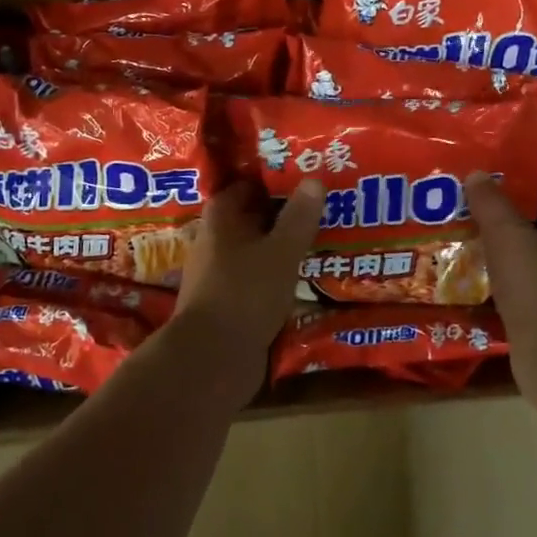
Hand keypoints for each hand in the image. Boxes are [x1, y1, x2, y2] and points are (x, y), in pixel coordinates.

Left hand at [165, 180, 324, 406]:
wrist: (213, 359)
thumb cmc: (245, 292)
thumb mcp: (281, 251)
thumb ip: (299, 217)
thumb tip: (314, 178)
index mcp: (220, 219)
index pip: (246, 187)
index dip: (273, 180)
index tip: (305, 178)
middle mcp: (214, 242)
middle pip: (252, 219)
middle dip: (283, 215)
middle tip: (323, 208)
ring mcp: (218, 275)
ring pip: (256, 252)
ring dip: (281, 249)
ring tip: (322, 241)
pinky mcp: (227, 304)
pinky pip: (256, 281)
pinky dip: (277, 277)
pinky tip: (305, 279)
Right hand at [466, 172, 536, 388]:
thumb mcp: (508, 234)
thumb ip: (491, 202)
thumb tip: (477, 174)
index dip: (521, 173)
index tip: (488, 169)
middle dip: (504, 209)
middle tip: (465, 198)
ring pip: (527, 250)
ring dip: (499, 243)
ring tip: (460, 231)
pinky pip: (520, 280)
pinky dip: (499, 274)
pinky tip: (469, 271)